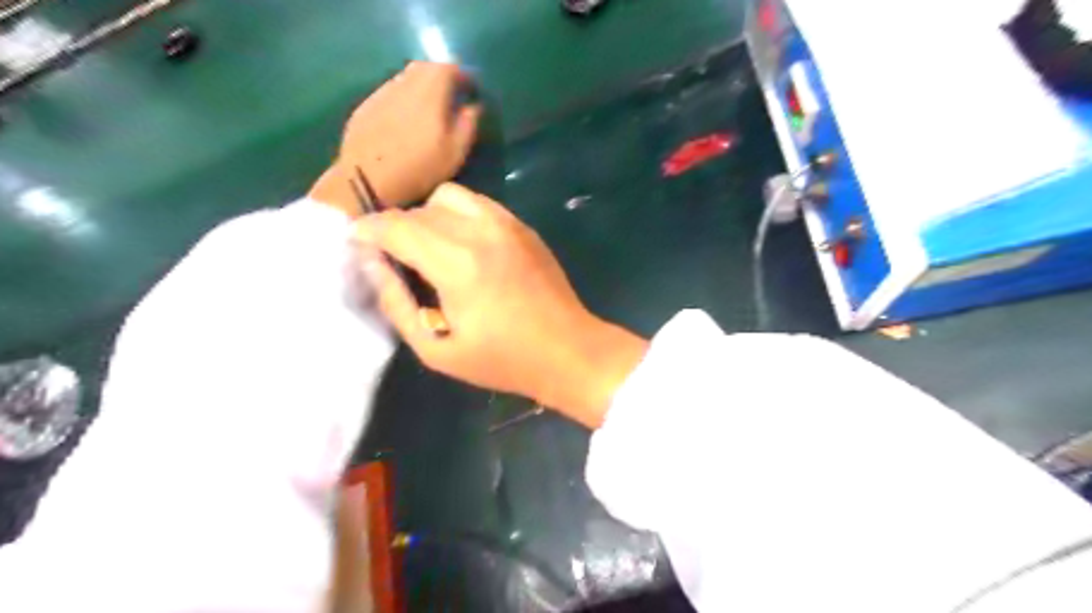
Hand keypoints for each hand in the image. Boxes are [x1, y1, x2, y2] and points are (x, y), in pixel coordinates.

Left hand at [305, 61, 478, 214]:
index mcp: (429, 91)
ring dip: (421, 88)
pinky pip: (390, 94)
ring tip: (430, 110)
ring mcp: (381, 94)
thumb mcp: (455, 153)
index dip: (463, 76)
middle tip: (452, 96)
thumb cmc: (418, 168)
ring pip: (406, 79)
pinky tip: (405, 122)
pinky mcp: (365, 107)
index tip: (471, 89)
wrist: (366, 181)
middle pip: (425, 68)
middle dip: (441, 77)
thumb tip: (473, 106)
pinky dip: (403, 100)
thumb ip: (468, 125)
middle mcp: (403, 84)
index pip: (449, 68)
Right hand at [353, 184, 646, 427]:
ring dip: (428, 216)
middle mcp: (480, 230)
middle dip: (396, 228)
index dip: (367, 231)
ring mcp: (506, 223)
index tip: (355, 243)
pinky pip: (478, 204)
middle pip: (420, 209)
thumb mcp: (437, 348)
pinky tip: (464, 247)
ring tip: (430, 249)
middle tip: (394, 258)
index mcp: (457, 262)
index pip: (396, 226)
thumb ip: (396, 303)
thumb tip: (373, 264)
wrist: (568, 350)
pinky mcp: (523, 227)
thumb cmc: (503, 359)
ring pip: (449, 196)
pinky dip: (458, 216)